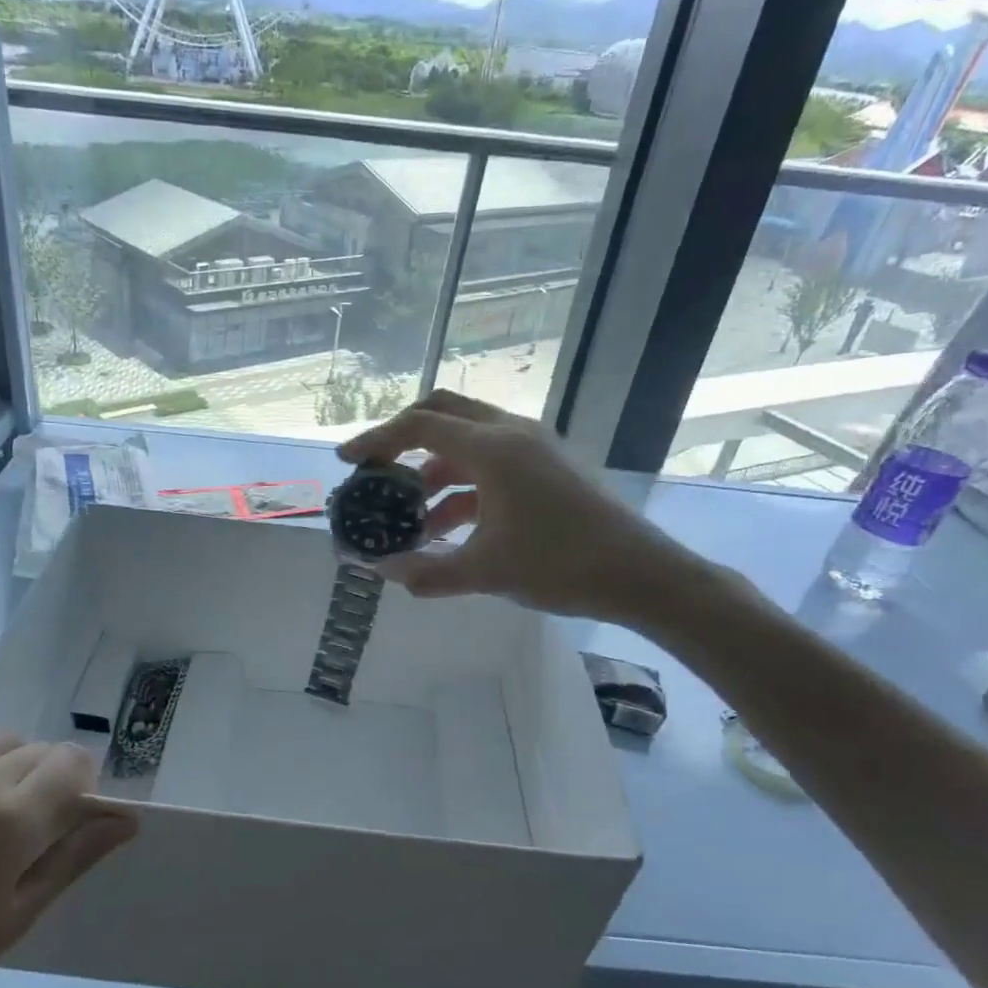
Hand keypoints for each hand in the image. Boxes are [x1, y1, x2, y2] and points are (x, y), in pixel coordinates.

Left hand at [0, 732, 136, 987]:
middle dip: (49, 780)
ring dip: (12, 765)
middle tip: (27, 829)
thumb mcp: (17, 916)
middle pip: (39, 751)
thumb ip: (75, 857)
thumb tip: (127, 820)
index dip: (83, 786)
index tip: (69, 820)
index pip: (73, 764)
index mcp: (11, 820)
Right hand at [338, 391, 709, 628]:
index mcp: (493, 448)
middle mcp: (513, 433)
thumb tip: (378, 571)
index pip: (420, 425)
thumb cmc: (560, 566)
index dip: (377, 440)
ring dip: (434, 471)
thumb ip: (424, 571)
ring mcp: (535, 446)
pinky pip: (492, 462)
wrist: (640, 574)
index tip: (347, 462)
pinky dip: (463, 485)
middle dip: (404, 439)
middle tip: (377, 471)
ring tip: (411, 518)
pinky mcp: (549, 465)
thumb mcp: (483, 572)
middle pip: (444, 413)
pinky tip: (450, 527)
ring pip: (468, 441)